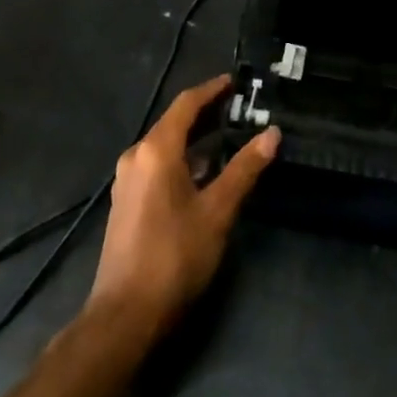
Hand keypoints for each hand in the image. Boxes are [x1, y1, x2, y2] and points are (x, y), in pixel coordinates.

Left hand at [86, 75, 279, 339]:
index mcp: (157, 150)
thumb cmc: (174, 256)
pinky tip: (204, 170)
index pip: (187, 104)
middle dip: (207, 112)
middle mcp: (137, 155)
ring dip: (195, 137)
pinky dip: (183, 157)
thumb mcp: (217, 211)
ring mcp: (127, 179)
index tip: (236, 82)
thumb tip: (272, 134)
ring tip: (229, 135)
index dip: (212, 90)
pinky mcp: (126, 201)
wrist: (125, 315)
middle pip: (175, 121)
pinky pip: (157, 163)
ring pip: (165, 144)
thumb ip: (244, 169)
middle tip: (241, 108)